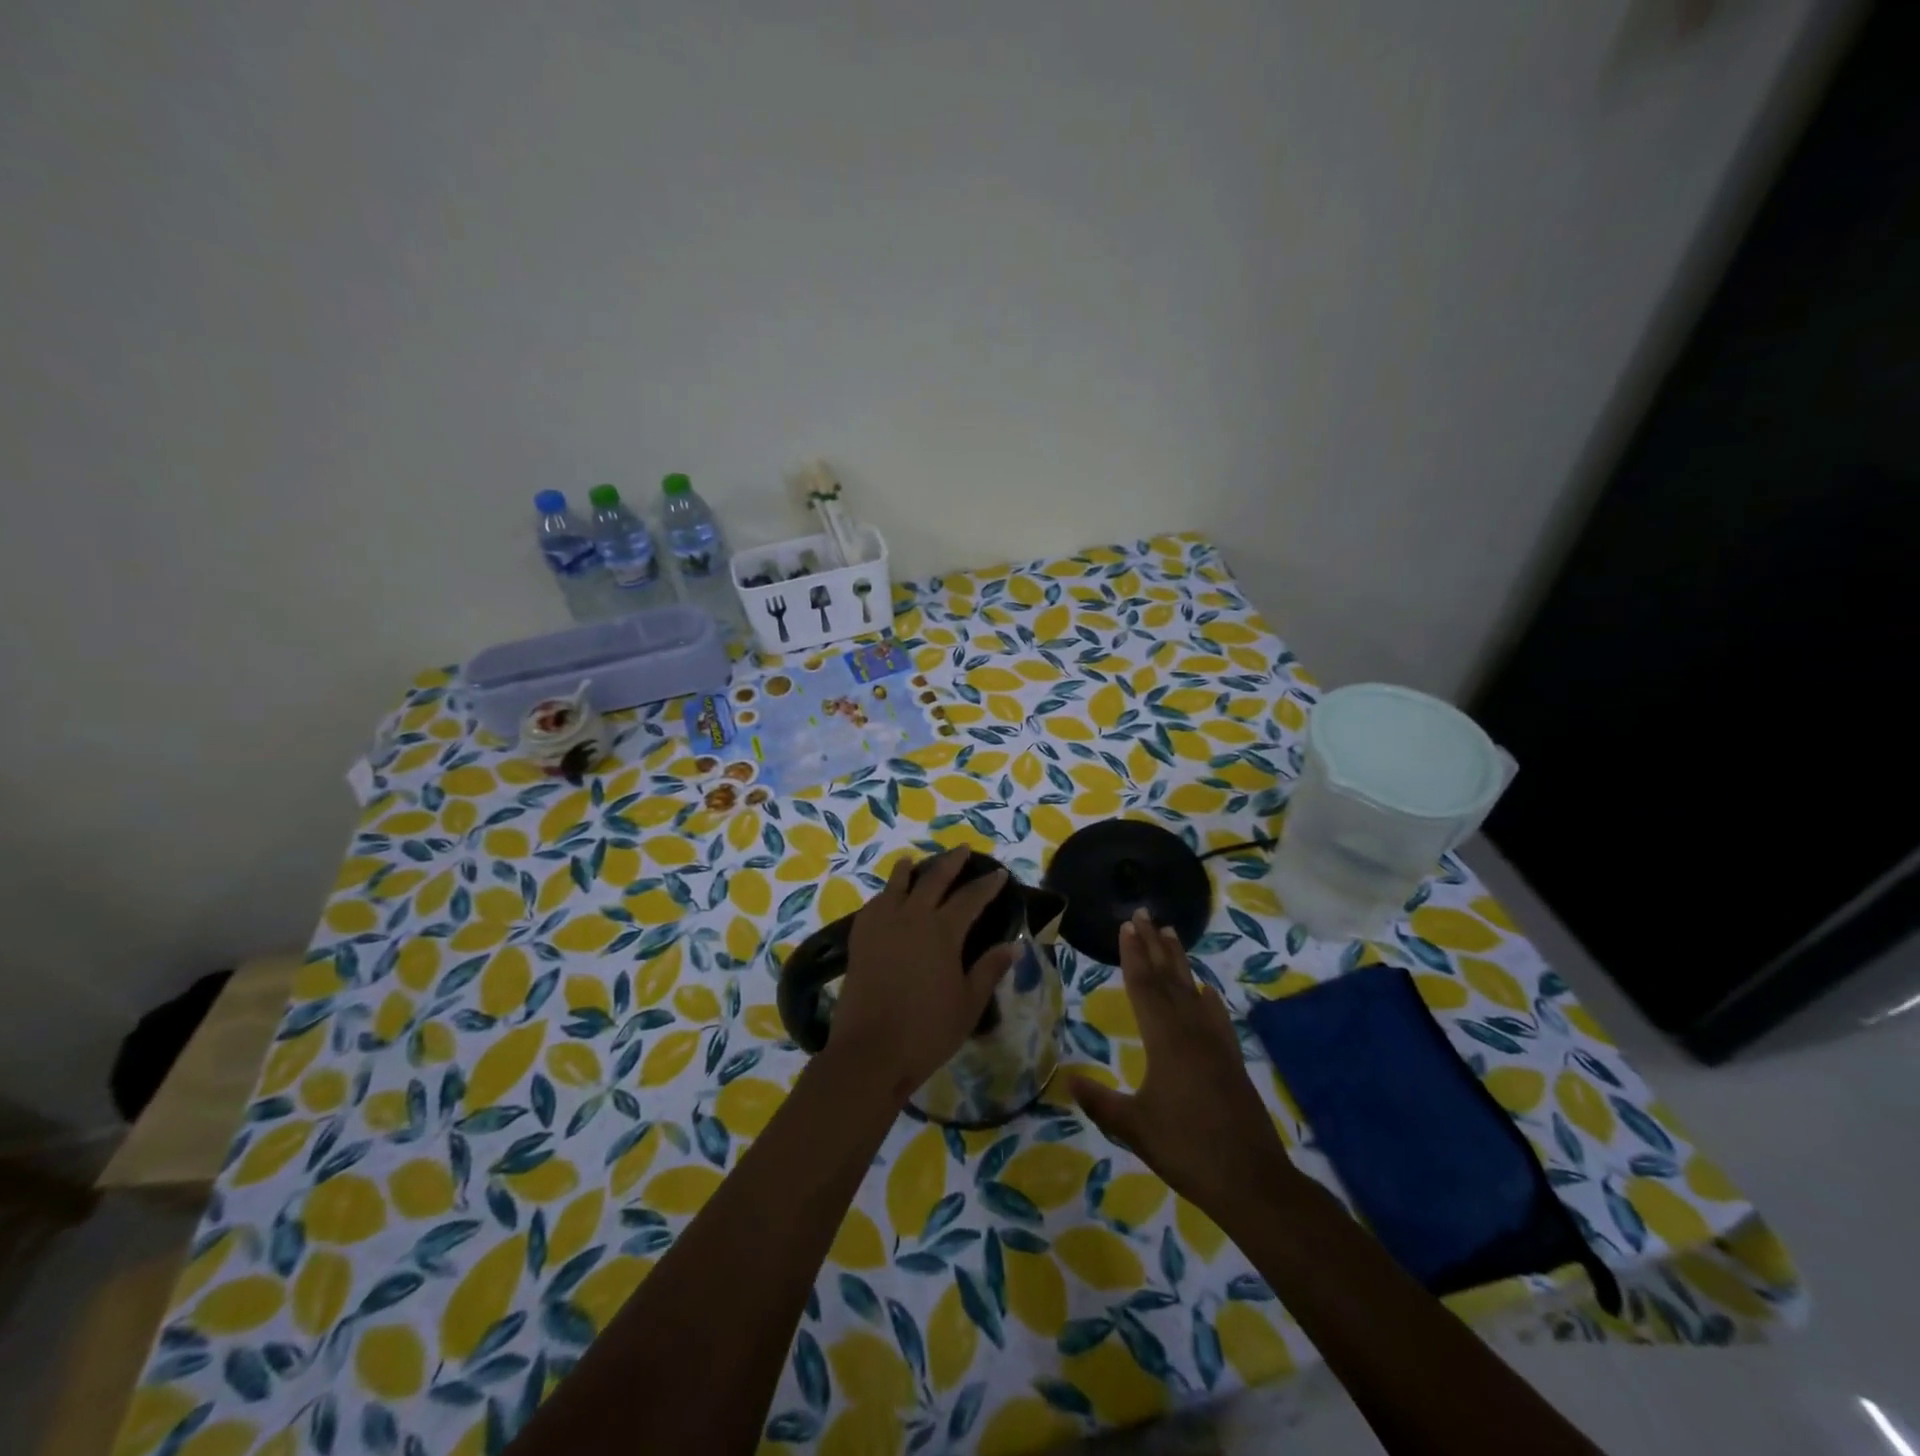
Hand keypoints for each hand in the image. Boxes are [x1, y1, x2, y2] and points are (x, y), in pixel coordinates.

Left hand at [831, 849, 1018, 1103]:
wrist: (870, 1051)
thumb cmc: (927, 1030)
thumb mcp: (968, 1003)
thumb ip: (989, 969)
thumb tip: (1014, 944)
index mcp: (942, 932)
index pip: (970, 898)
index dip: (986, 885)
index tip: (999, 873)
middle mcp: (912, 918)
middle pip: (933, 880)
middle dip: (950, 862)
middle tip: (962, 849)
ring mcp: (882, 926)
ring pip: (896, 885)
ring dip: (909, 870)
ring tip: (913, 861)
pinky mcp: (860, 940)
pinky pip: (873, 905)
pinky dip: (884, 895)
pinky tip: (885, 897)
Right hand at [1069, 910, 1293, 1218]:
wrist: (1252, 1180)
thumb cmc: (1187, 1150)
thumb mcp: (1134, 1128)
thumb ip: (1100, 1102)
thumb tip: (1067, 1079)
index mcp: (1165, 1040)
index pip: (1144, 986)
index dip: (1132, 955)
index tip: (1126, 925)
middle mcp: (1191, 1031)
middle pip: (1168, 978)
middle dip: (1152, 945)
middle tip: (1143, 914)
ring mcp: (1215, 1043)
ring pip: (1192, 990)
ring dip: (1179, 961)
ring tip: (1170, 933)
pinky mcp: (1231, 1059)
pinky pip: (1217, 1016)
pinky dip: (1209, 998)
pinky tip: (1208, 990)